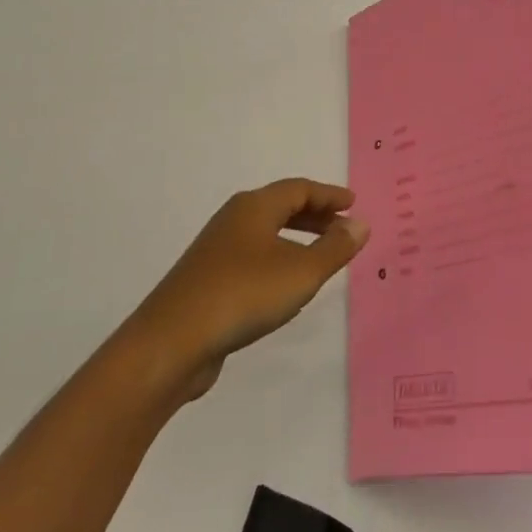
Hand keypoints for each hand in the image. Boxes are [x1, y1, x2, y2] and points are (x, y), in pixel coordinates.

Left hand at [122, 179, 369, 401]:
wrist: (172, 342)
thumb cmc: (243, 295)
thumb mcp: (301, 272)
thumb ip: (334, 248)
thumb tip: (359, 223)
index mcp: (254, 207)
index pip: (298, 189)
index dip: (328, 195)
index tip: (352, 203)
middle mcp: (234, 219)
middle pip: (280, 206)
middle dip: (314, 214)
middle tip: (342, 226)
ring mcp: (217, 250)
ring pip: (265, 232)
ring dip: (297, 238)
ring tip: (321, 256)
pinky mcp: (208, 280)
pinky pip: (253, 256)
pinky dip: (278, 259)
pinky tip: (286, 286)